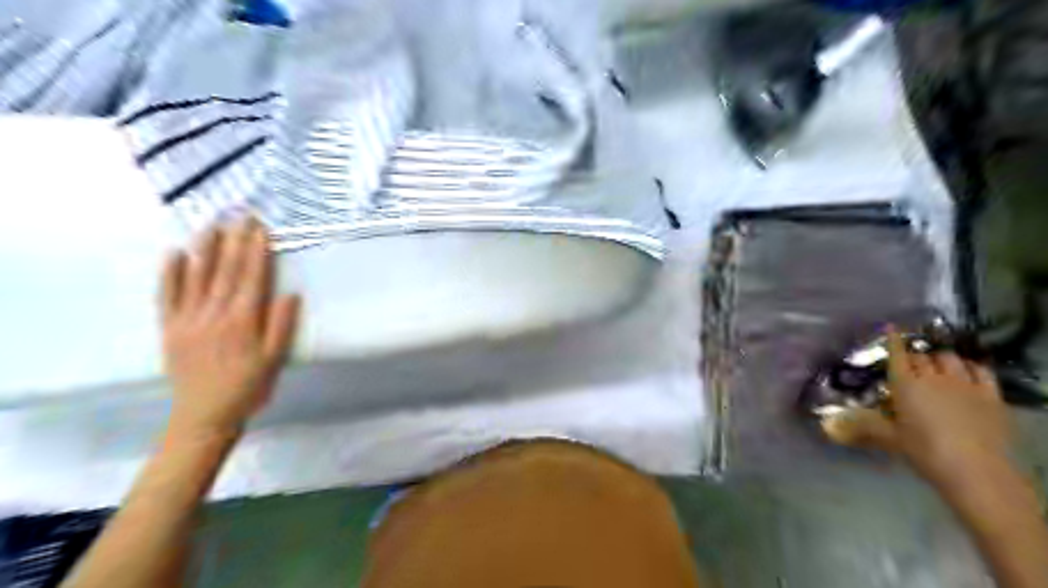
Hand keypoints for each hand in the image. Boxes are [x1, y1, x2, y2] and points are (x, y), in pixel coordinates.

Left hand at [161, 219, 298, 438]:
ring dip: (206, 248)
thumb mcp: (275, 359)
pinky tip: (174, 253)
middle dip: (235, 240)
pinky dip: (170, 273)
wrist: (204, 414)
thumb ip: (282, 326)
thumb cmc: (249, 386)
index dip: (257, 251)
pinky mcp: (169, 327)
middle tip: (241, 215)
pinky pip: (167, 295)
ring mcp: (188, 319)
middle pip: (226, 270)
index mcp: (243, 321)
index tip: (261, 229)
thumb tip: (290, 294)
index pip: (252, 277)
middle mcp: (214, 314)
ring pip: (197, 276)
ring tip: (213, 224)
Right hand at [824, 328, 1011, 489]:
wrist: (975, 468)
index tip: (890, 328)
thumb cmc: (924, 451)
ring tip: (936, 365)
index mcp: (905, 384)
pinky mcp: (990, 394)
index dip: (893, 340)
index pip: (898, 355)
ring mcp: (964, 383)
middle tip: (909, 363)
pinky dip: (970, 366)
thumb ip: (864, 425)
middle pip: (922, 356)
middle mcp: (933, 377)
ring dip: (940, 359)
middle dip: (914, 356)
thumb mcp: (890, 438)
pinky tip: (966, 370)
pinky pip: (980, 370)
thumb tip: (830, 425)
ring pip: (950, 358)